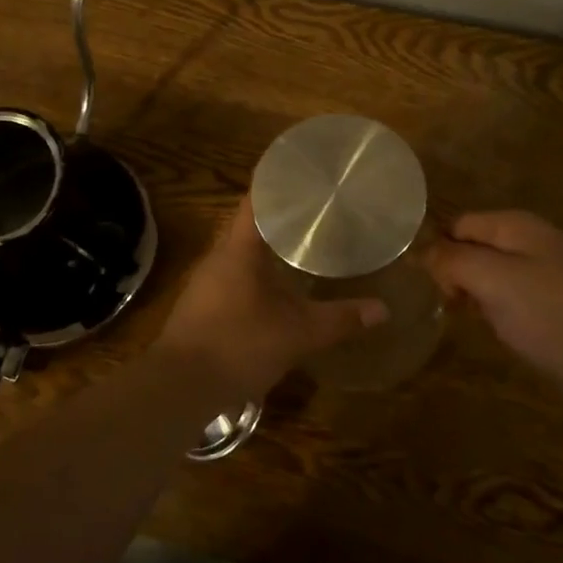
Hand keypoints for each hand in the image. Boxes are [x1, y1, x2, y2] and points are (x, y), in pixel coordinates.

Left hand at [156, 195, 387, 402]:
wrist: (180, 387)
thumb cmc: (238, 346)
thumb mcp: (297, 334)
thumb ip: (339, 319)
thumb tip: (382, 309)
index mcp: (238, 249)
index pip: (255, 199)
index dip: (278, 183)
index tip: (305, 176)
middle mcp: (218, 256)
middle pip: (249, 223)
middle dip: (280, 217)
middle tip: (316, 211)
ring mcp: (205, 281)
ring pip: (240, 252)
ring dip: (267, 247)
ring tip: (302, 245)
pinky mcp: (201, 305)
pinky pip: (232, 275)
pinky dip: (256, 272)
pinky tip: (276, 287)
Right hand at [425, 210, 562, 391]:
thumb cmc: (546, 314)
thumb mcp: (490, 279)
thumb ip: (451, 259)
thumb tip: (420, 254)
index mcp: (515, 223)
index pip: (457, 223)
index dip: (440, 250)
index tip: (437, 286)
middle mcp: (528, 238)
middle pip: (471, 245)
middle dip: (454, 271)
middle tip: (453, 303)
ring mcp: (541, 269)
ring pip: (486, 270)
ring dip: (472, 291)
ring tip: (471, 317)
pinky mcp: (547, 300)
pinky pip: (505, 292)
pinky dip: (492, 306)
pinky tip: (494, 326)